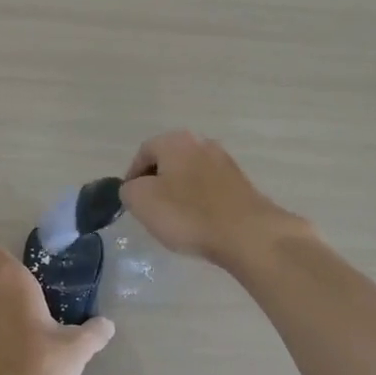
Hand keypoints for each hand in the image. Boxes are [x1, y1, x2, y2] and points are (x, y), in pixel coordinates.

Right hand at [119, 130, 309, 267]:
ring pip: (190, 176)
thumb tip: (135, 188)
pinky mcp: (241, 184)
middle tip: (151, 210)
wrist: (247, 234)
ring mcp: (225, 162)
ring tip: (175, 220)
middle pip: (168, 162)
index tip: (131, 202)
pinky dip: (200, 203)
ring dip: (179, 194)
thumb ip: (129, 189)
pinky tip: (199, 223)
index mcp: (176, 140)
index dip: (132, 177)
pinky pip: (210, 190)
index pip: (144, 152)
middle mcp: (202, 143)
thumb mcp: (141, 201)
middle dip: (157, 184)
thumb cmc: (188, 214)